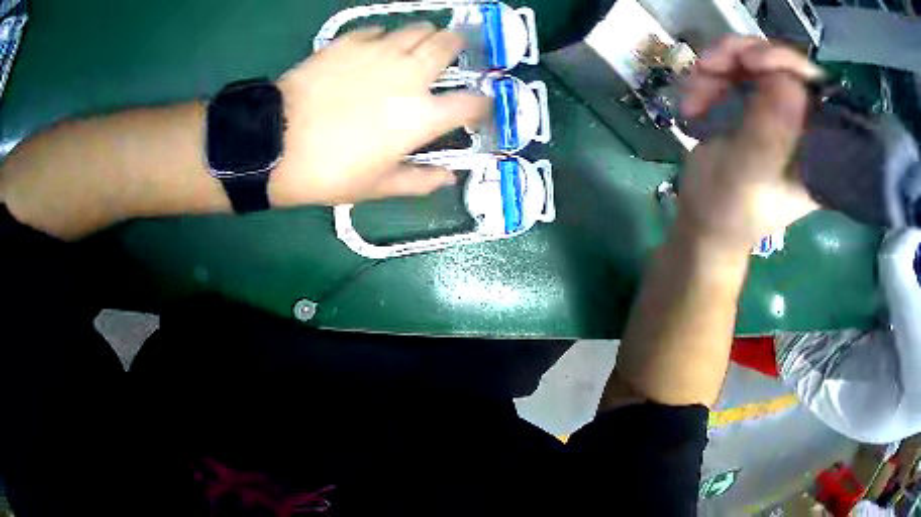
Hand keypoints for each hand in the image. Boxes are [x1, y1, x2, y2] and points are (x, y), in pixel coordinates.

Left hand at [269, 23, 490, 206]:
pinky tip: (375, 49)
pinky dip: (384, 37)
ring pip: (418, 28)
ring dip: (425, 36)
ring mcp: (379, 52)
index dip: (483, 104)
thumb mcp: (376, 187)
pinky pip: (378, 30)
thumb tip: (448, 177)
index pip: (472, 103)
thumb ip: (418, 181)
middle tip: (452, 52)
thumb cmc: (327, 172)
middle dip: (459, 47)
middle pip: (450, 45)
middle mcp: (410, 75)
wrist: (273, 144)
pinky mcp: (349, 41)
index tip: (479, 107)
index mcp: (421, 116)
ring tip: (416, 46)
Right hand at [679, 37, 821, 249]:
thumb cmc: (728, 210)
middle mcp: (804, 122)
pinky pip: (734, 68)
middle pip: (783, 62)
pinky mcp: (754, 101)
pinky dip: (708, 77)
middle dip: (742, 58)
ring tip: (694, 96)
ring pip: (754, 58)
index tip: (750, 61)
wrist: (704, 221)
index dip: (786, 63)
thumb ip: (769, 133)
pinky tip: (693, 101)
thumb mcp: (748, 175)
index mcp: (818, 148)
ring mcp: (778, 108)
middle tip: (709, 66)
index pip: (816, 89)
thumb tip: (789, 81)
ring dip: (718, 68)